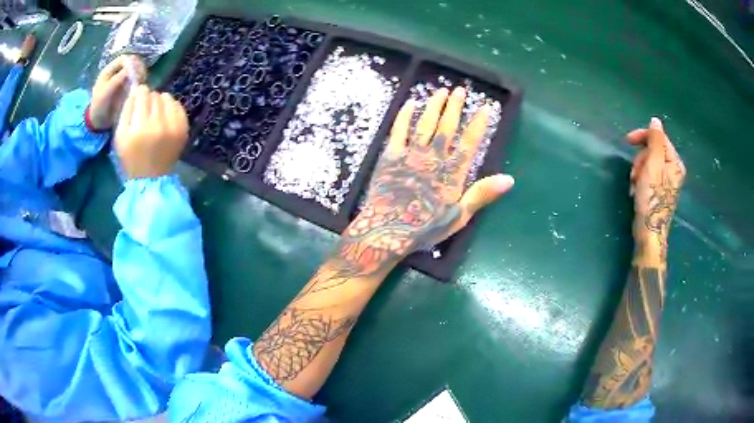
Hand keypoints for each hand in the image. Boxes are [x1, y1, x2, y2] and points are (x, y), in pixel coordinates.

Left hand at [90, 55, 146, 130]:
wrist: (99, 122)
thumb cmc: (98, 107)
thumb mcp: (104, 93)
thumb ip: (116, 80)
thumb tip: (130, 69)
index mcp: (110, 70)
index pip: (124, 59)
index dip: (131, 63)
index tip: (136, 72)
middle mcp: (118, 72)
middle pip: (132, 62)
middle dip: (138, 68)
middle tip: (142, 77)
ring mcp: (123, 79)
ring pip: (137, 70)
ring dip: (141, 74)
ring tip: (142, 82)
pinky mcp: (128, 87)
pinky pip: (137, 80)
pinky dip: (141, 81)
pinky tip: (141, 87)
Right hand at [115, 86, 188, 178]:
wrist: (151, 178)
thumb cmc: (131, 158)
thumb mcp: (120, 136)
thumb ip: (126, 110)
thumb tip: (136, 89)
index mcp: (139, 128)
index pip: (142, 94)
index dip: (139, 94)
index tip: (138, 99)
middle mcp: (158, 125)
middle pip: (155, 95)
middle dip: (149, 99)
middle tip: (145, 111)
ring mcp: (173, 127)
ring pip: (167, 97)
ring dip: (160, 102)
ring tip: (155, 114)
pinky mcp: (183, 129)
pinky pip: (178, 106)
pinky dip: (171, 107)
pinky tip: (164, 116)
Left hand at [341, 87, 514, 269]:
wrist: (388, 230)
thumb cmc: (426, 226)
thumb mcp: (459, 215)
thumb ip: (483, 194)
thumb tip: (509, 179)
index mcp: (452, 172)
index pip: (469, 141)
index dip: (478, 123)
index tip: (485, 107)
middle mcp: (434, 157)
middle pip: (447, 126)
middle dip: (455, 106)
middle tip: (460, 89)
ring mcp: (411, 154)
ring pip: (425, 123)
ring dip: (434, 106)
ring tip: (441, 91)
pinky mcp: (391, 155)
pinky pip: (398, 130)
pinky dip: (404, 115)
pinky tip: (410, 103)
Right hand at [627, 117, 685, 260]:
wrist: (649, 232)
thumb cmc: (651, 198)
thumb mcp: (653, 164)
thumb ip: (655, 141)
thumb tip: (656, 120)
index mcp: (675, 162)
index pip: (659, 138)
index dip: (643, 136)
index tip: (627, 140)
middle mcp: (673, 170)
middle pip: (653, 150)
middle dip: (640, 159)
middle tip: (635, 173)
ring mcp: (667, 181)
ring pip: (648, 163)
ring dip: (638, 171)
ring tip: (635, 184)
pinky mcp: (659, 191)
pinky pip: (648, 176)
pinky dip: (640, 180)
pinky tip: (637, 190)